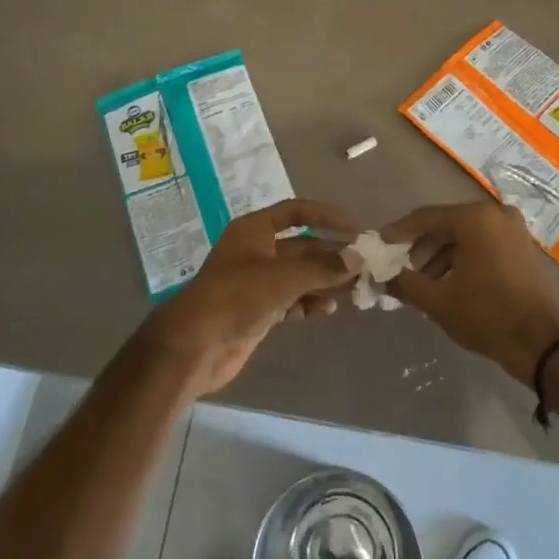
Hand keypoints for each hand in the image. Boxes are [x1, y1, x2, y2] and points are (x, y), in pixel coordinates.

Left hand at [141, 199, 363, 399]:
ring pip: (298, 275)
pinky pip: (291, 300)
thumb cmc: (236, 297)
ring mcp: (256, 282)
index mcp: (254, 230)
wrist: (195, 346)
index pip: (296, 212)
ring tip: (354, 289)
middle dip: (330, 255)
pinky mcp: (258, 310)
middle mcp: (256, 250)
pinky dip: (309, 302)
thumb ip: (322, 268)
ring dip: (324, 280)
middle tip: (364, 265)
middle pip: (301, 246)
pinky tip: (328, 309)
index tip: (355, 227)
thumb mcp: (282, 278)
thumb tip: (358, 258)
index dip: (326, 216)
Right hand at [384, 203, 558, 384]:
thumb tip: (379, 275)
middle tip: (401, 267)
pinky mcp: (522, 246)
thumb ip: (403, 283)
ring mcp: (513, 229)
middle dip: (421, 246)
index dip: (399, 232)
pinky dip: (463, 257)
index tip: (379, 244)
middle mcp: (495, 214)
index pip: (426, 217)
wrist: (543, 345)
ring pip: (465, 235)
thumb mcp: (438, 301)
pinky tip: (449, 281)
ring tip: (424, 281)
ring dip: (441, 255)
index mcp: (475, 218)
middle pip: (446, 224)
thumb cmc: (487, 316)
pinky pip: (483, 243)